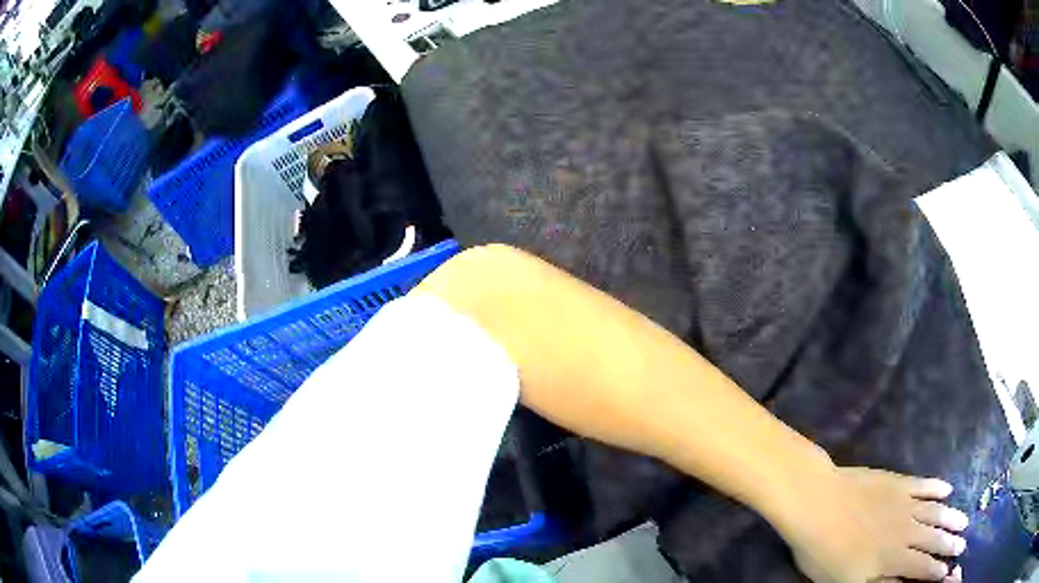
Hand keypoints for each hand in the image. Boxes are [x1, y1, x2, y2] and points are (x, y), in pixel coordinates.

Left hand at [781, 467, 967, 582]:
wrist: (818, 503)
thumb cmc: (825, 551)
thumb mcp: (847, 582)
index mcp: (893, 559)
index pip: (921, 567)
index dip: (935, 570)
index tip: (947, 571)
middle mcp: (906, 530)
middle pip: (934, 538)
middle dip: (949, 544)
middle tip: (962, 544)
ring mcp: (905, 503)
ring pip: (935, 512)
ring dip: (951, 516)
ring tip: (963, 521)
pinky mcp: (899, 482)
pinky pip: (924, 485)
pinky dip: (937, 487)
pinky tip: (947, 489)